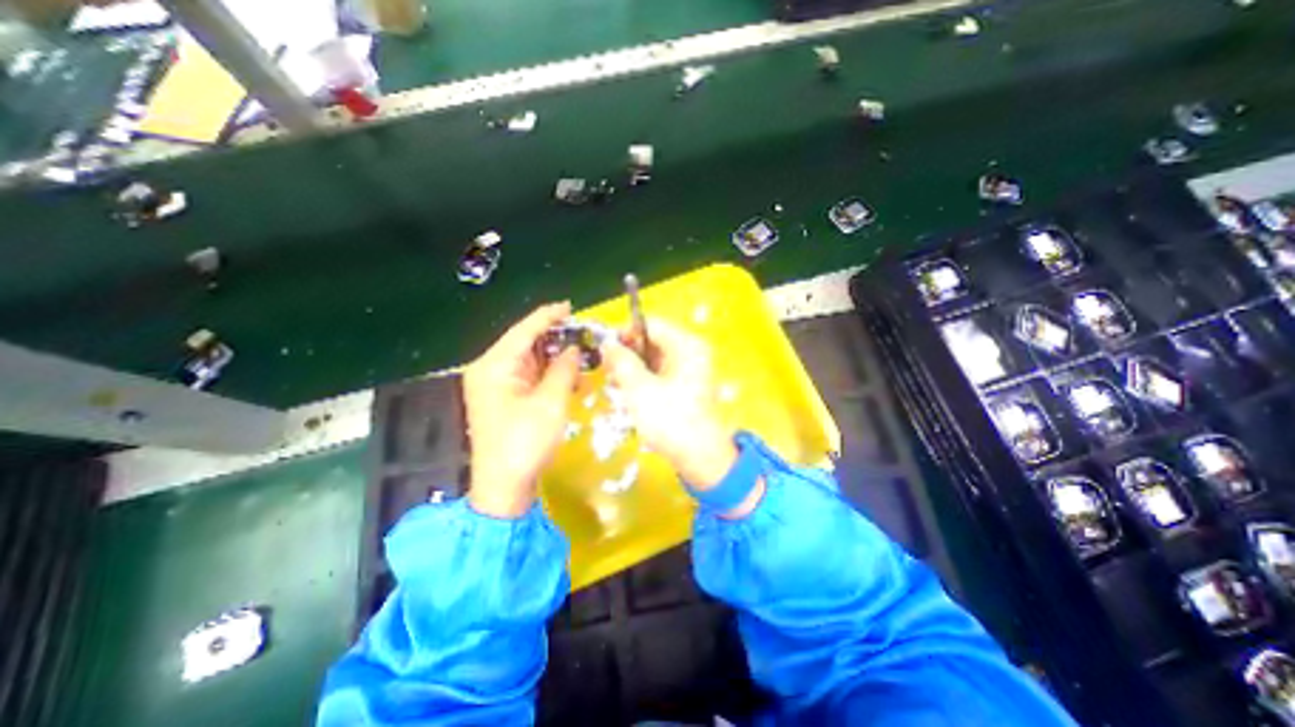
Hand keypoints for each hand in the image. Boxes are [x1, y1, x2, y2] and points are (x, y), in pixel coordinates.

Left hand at [465, 302, 582, 516]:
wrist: (504, 487)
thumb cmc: (526, 443)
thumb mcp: (551, 402)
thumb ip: (564, 369)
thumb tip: (574, 348)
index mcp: (495, 366)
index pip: (524, 331)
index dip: (548, 316)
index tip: (570, 307)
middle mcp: (490, 370)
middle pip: (525, 343)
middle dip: (555, 338)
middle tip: (583, 335)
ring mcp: (495, 385)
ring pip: (529, 360)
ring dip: (555, 359)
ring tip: (581, 357)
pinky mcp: (504, 398)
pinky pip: (529, 376)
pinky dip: (548, 374)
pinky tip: (569, 378)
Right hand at [600, 325, 738, 491]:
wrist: (700, 457)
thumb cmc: (670, 419)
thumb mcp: (639, 388)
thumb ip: (620, 361)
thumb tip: (607, 344)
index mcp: (686, 345)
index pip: (650, 324)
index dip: (625, 333)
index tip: (605, 351)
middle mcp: (691, 352)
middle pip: (651, 341)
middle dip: (628, 354)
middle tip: (608, 372)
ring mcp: (690, 370)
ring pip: (653, 359)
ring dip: (633, 369)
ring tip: (616, 386)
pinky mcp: (686, 386)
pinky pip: (660, 374)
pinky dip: (643, 380)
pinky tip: (630, 395)